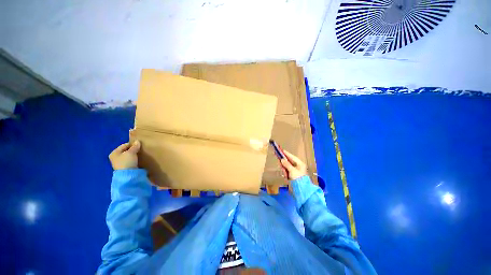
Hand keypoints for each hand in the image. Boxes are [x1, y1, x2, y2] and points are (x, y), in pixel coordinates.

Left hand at [109, 141, 140, 169]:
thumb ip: (134, 147)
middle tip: (140, 150)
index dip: (132, 144)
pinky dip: (133, 159)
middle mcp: (115, 157)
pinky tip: (137, 159)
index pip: (124, 145)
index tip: (139, 145)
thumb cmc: (127, 161)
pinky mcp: (124, 167)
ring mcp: (119, 163)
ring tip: (140, 154)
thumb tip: (137, 141)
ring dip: (133, 154)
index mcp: (114, 152)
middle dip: (133, 150)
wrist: (128, 175)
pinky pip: (129, 160)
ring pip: (128, 156)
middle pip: (126, 150)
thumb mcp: (131, 152)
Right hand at [280, 150, 306, 179]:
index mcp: (300, 164)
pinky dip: (285, 171)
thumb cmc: (298, 178)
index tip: (282, 150)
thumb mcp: (292, 170)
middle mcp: (298, 166)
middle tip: (278, 157)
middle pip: (289, 161)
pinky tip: (284, 172)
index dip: (287, 154)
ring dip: (284, 166)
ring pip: (287, 166)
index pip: (292, 157)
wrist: (302, 189)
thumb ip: (287, 164)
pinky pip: (288, 171)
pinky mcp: (293, 175)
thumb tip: (282, 159)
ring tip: (281, 166)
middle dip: (284, 161)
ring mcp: (295, 171)